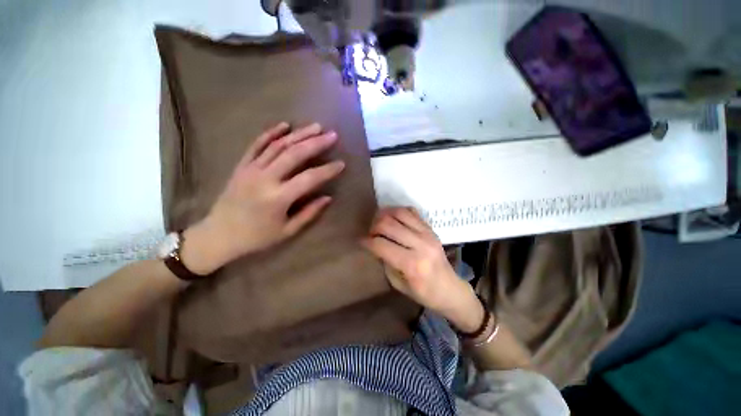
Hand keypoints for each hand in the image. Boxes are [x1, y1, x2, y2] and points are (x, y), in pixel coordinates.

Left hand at [181, 122, 344, 274]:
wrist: (218, 235)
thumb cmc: (257, 237)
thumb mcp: (287, 231)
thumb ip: (309, 213)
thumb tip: (328, 197)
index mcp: (278, 198)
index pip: (309, 178)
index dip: (328, 170)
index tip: (342, 164)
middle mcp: (265, 179)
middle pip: (294, 154)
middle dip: (316, 143)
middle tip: (332, 135)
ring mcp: (251, 169)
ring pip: (278, 145)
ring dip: (299, 134)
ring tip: (316, 127)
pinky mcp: (242, 166)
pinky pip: (256, 145)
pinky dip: (270, 133)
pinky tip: (284, 125)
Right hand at [362, 207, 483, 331]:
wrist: (450, 288)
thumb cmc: (423, 292)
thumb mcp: (398, 283)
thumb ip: (386, 261)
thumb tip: (375, 244)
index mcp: (412, 264)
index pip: (381, 245)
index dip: (367, 241)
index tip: (361, 241)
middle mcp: (420, 245)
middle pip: (388, 225)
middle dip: (374, 226)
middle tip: (371, 233)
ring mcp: (428, 234)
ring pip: (400, 213)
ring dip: (384, 214)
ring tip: (379, 222)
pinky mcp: (431, 229)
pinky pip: (411, 212)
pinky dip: (398, 212)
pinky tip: (393, 219)